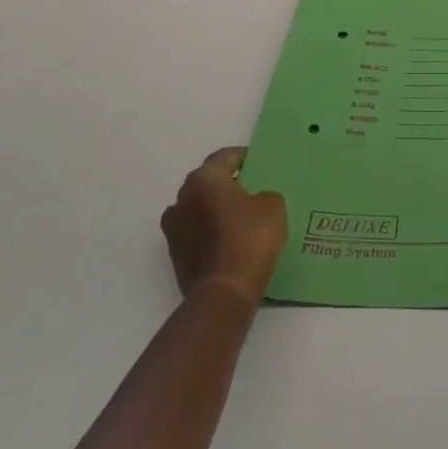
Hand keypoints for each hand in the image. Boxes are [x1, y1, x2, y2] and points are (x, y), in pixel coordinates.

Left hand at [160, 147, 287, 303]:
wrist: (224, 291)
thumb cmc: (249, 239)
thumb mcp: (273, 207)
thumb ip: (264, 195)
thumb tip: (254, 201)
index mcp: (203, 180)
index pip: (224, 157)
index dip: (244, 157)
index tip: (259, 163)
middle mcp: (181, 199)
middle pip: (208, 182)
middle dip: (229, 184)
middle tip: (254, 191)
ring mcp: (174, 228)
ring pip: (200, 209)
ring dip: (217, 210)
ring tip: (243, 219)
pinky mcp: (176, 254)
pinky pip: (198, 233)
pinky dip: (212, 232)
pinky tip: (233, 242)